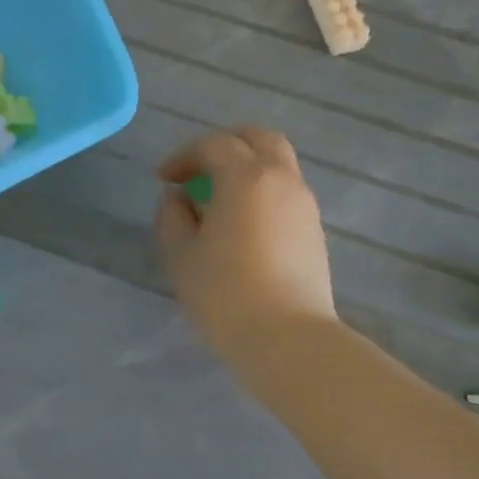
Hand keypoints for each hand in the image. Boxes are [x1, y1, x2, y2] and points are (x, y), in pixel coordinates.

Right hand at [155, 127, 337, 369]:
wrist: (288, 339)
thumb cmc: (225, 293)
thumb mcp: (181, 255)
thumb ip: (173, 217)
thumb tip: (179, 199)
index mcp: (246, 177)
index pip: (214, 146)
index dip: (184, 156)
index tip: (163, 179)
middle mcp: (282, 180)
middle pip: (258, 139)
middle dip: (225, 145)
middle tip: (198, 170)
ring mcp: (305, 205)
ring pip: (278, 165)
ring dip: (246, 170)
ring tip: (217, 201)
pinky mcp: (315, 231)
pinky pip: (286, 193)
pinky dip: (262, 192)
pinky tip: (242, 225)